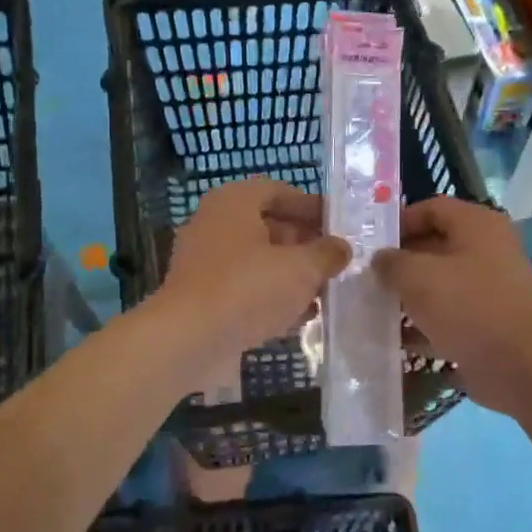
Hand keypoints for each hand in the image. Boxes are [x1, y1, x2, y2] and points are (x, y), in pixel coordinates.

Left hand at [157, 177, 349, 372]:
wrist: (189, 340)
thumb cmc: (248, 288)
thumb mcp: (301, 268)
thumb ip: (326, 254)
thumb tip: (341, 248)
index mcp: (234, 202)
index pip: (278, 191)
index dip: (311, 206)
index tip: (338, 225)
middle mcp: (215, 224)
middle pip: (268, 225)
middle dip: (304, 243)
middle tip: (335, 261)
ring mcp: (205, 261)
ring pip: (258, 259)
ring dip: (290, 273)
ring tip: (324, 291)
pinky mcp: (203, 296)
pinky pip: (244, 287)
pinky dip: (271, 296)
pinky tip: (298, 316)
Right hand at [374, 196, 531, 412]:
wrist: (519, 367)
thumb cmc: (467, 307)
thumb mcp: (418, 277)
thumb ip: (392, 262)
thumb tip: (380, 259)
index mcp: (477, 225)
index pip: (431, 208)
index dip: (399, 221)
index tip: (371, 244)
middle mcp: (488, 250)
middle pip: (434, 245)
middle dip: (400, 262)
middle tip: (367, 277)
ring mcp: (490, 288)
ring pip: (440, 283)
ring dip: (409, 295)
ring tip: (375, 307)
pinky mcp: (488, 322)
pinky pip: (449, 314)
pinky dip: (425, 323)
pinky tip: (397, 338)